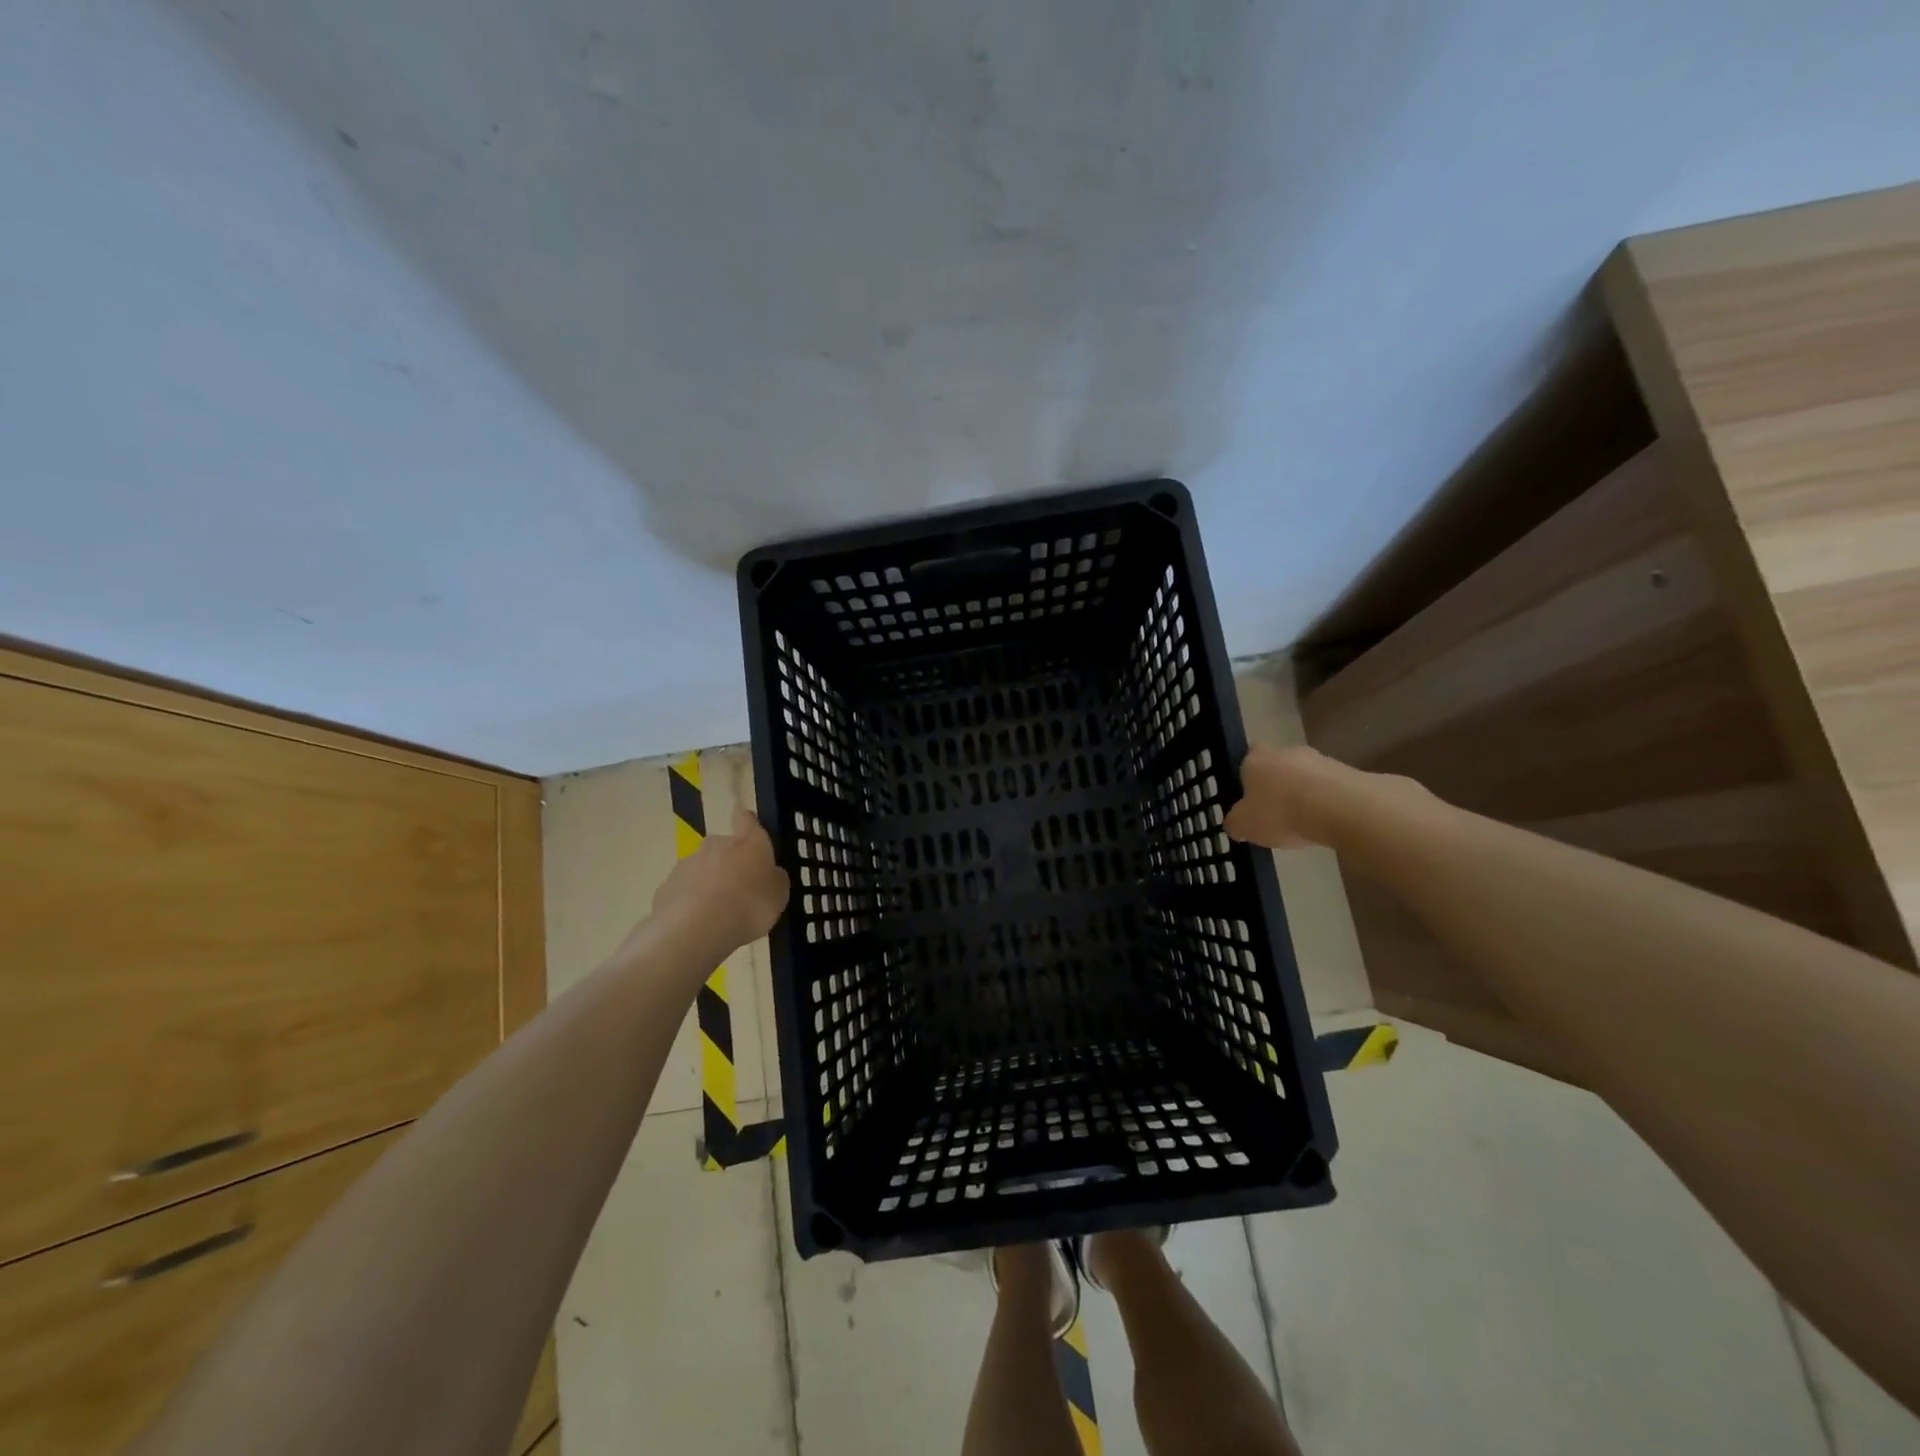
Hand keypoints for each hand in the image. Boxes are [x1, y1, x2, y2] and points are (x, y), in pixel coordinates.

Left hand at [645, 807, 790, 961]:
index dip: (747, 821)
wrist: (695, 930)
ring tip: (718, 914)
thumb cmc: (749, 906)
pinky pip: (684, 892)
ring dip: (710, 885)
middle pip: (723, 848)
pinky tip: (698, 925)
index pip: (746, 819)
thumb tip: (770, 874)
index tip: (746, 824)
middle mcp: (716, 845)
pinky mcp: (665, 888)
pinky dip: (691, 904)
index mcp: (748, 841)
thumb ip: (774, 880)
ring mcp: (686, 865)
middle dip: (730, 864)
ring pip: (702, 870)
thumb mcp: (778, 896)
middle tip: (739, 890)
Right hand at [1223, 745, 1344, 848]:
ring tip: (1303, 823)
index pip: (1246, 758)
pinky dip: (1325, 802)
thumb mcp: (1244, 826)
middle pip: (1277, 765)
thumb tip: (1234, 823)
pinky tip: (1325, 822)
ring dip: (1303, 793)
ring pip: (1304, 776)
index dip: (1246, 776)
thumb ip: (1235, 822)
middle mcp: (1285, 751)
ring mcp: (1319, 759)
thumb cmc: (1281, 812)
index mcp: (1255, 759)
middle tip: (1274, 812)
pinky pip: (1329, 788)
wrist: (1341, 808)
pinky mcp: (1348, 772)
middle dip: (1276, 785)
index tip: (1249, 797)